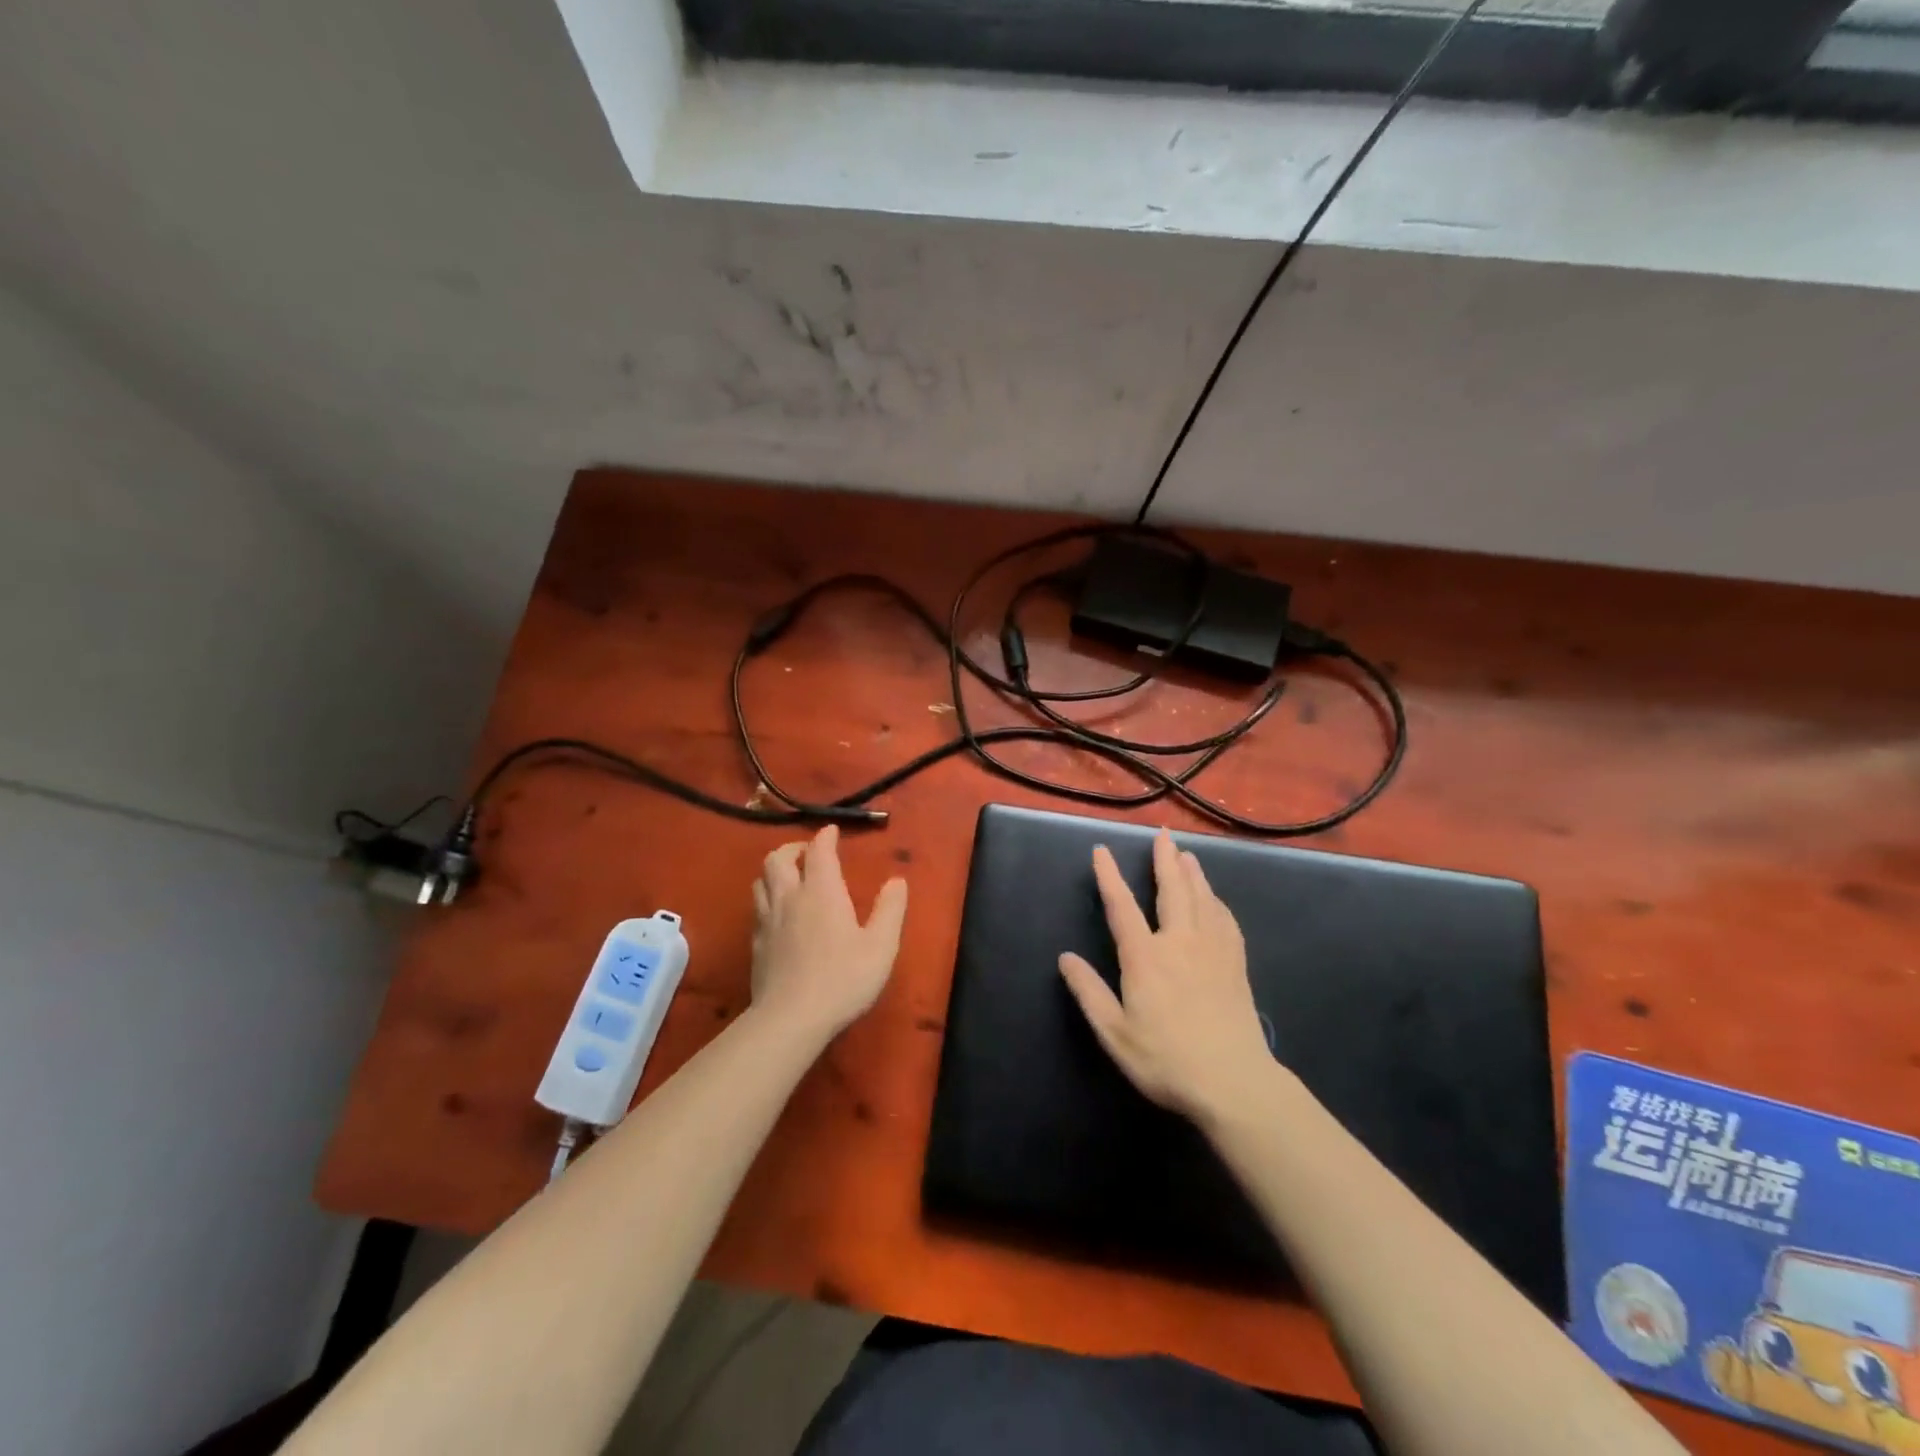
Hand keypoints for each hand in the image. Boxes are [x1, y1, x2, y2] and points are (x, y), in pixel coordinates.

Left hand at [750, 825, 907, 1039]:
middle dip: (793, 848)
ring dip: (776, 870)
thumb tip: (897, 881)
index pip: (819, 851)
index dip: (825, 837)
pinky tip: (778, 912)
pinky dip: (767, 897)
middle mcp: (790, 897)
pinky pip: (757, 907)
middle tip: (808, 852)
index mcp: (821, 891)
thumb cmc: (843, 979)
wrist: (791, 1019)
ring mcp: (767, 920)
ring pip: (761, 880)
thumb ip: (890, 910)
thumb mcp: (880, 946)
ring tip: (790, 876)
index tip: (832, 831)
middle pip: (778, 859)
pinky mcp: (756, 944)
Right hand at [1058, 830, 1275, 1124]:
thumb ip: (1089, 992)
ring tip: (1187, 854)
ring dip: (1193, 874)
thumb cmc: (1166, 1060)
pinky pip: (1226, 921)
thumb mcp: (1115, 1033)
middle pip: (1172, 891)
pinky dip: (1217, 903)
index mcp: (1145, 957)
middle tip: (1162, 834)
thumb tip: (1065, 957)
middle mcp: (1179, 943)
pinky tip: (1216, 899)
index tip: (1101, 851)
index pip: (1122, 907)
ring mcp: (1212, 952)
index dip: (1109, 877)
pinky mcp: (1235, 965)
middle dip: (1164, 861)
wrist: (1234, 1083)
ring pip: (1202, 900)